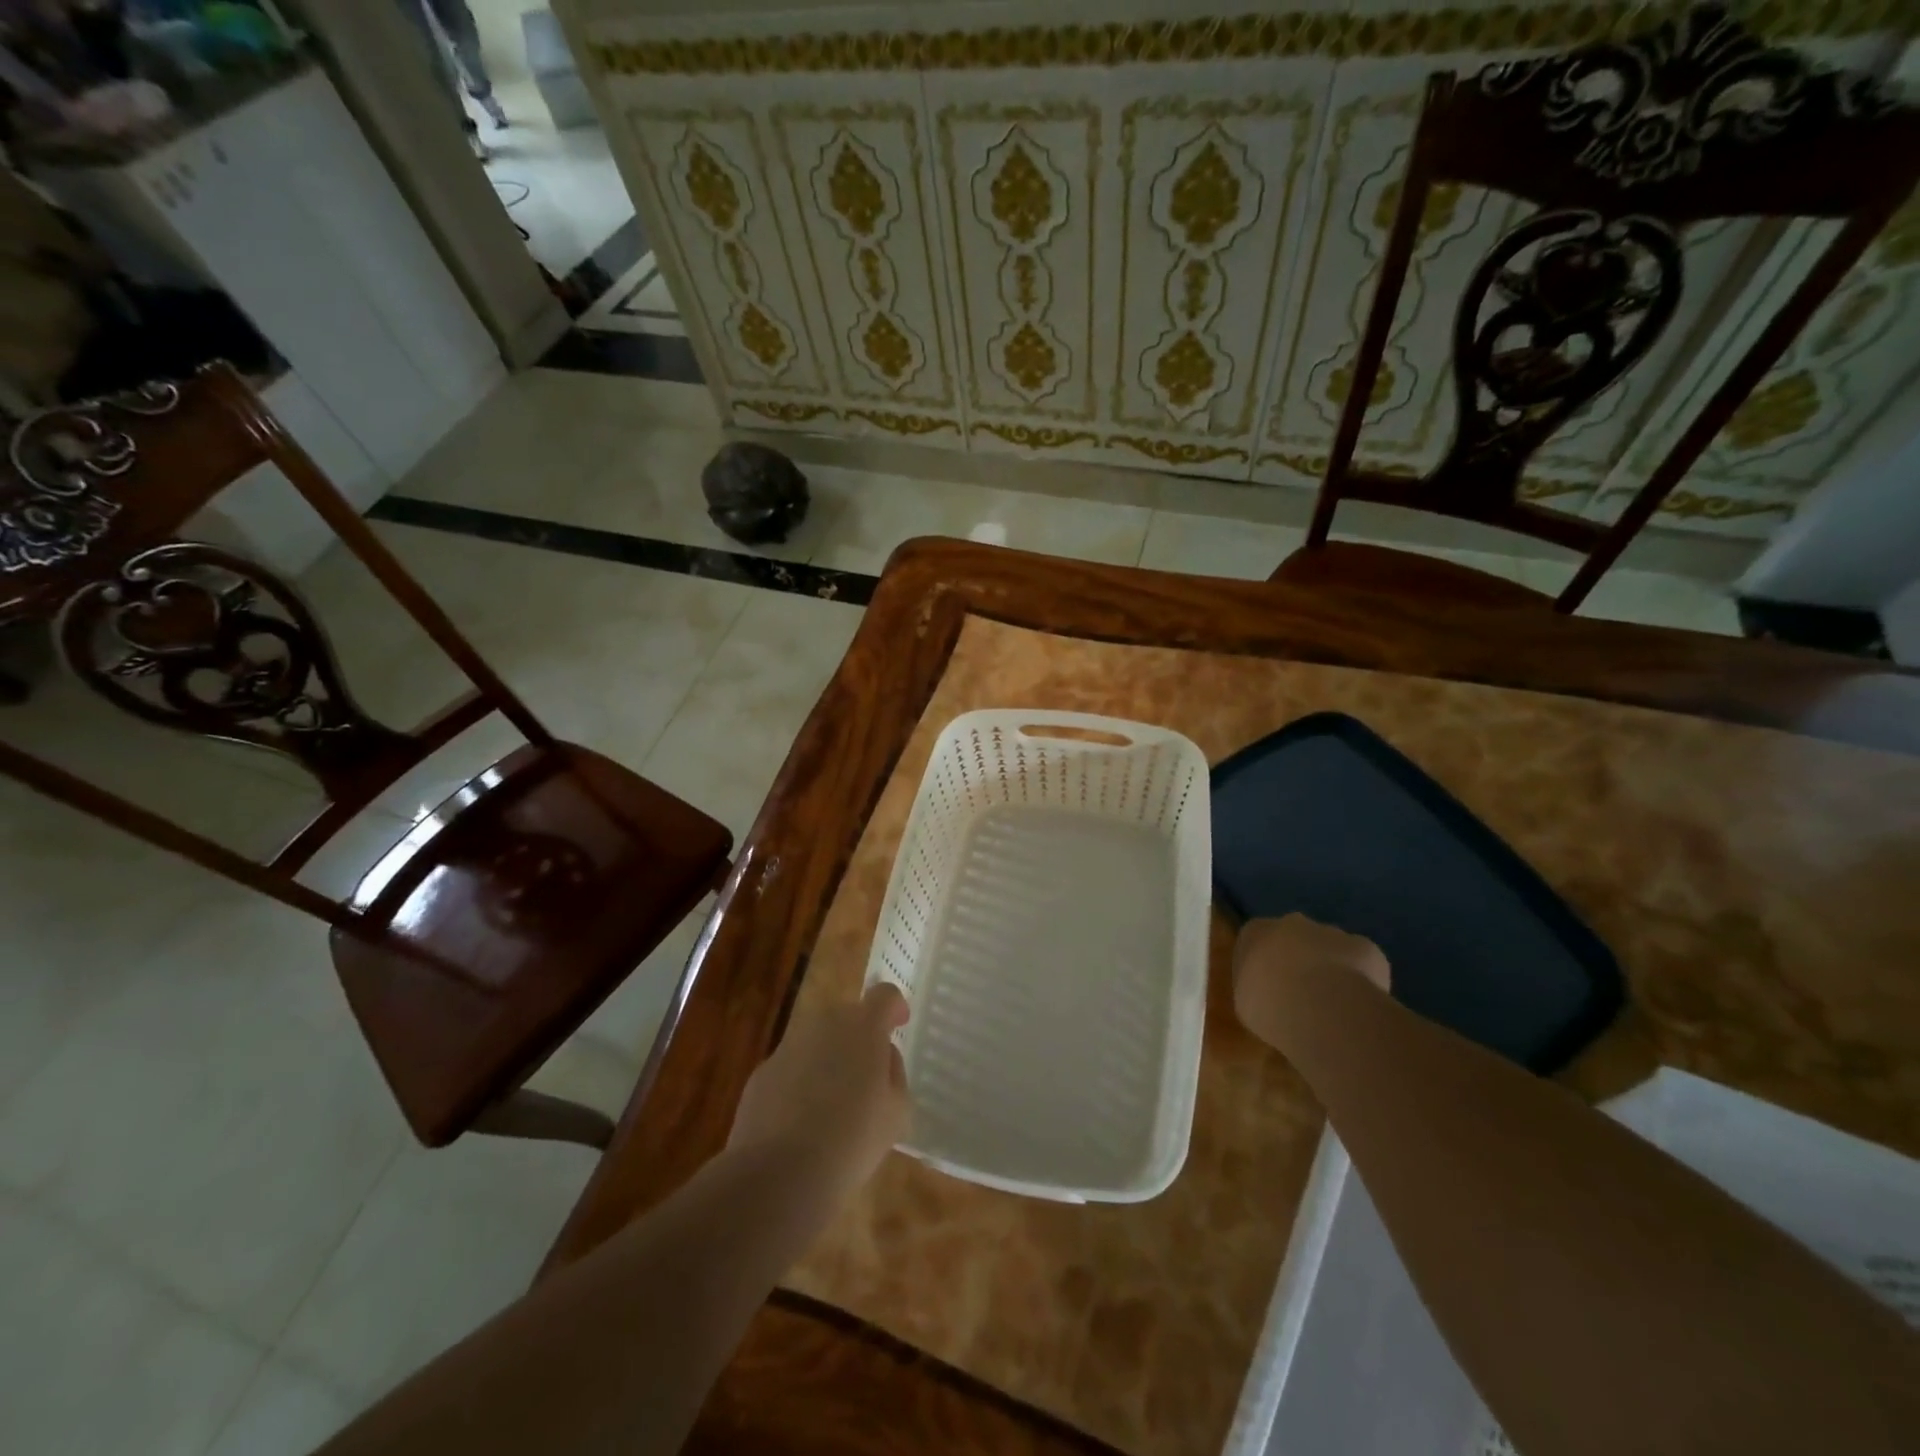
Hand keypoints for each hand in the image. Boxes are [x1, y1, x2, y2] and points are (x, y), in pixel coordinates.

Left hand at [727, 982, 910, 1205]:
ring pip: (817, 1041)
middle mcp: (824, 1024)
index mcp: (864, 1027)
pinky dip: (801, 1083)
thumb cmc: (851, 1140)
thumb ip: (894, 1073)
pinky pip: (792, 1068)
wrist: (779, 1174)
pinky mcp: (762, 1073)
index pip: (884, 995)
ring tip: (834, 1104)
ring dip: (829, 1059)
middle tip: (867, 1076)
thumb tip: (881, 1059)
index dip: (894, 1006)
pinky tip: (803, 1122)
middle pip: (848, 1016)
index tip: (899, 1024)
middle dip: (860, 1037)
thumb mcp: (896, 1111)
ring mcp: (788, 1046)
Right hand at [1233, 914, 1389, 1048]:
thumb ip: (1257, 989)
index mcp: (1255, 932)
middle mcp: (1292, 923)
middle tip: (1301, 998)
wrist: (1322, 1008)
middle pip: (1295, 939)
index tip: (1269, 989)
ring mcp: (1332, 932)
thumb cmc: (1269, 1005)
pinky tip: (1358, 1008)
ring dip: (1330, 971)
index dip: (1264, 966)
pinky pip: (1363, 965)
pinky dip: (1361, 982)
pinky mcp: (1366, 948)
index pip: (1256, 941)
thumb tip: (1269, 994)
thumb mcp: (1246, 1003)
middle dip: (1299, 963)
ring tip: (1333, 1008)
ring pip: (1331, 950)